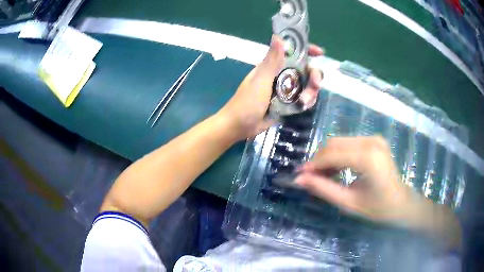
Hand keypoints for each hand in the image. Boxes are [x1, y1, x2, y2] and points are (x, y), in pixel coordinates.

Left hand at [218, 35, 323, 140]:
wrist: (240, 126)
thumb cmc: (247, 102)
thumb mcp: (260, 80)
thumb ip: (272, 60)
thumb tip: (278, 36)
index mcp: (273, 65)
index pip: (293, 52)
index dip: (307, 50)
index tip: (320, 53)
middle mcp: (282, 74)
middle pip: (306, 69)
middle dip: (314, 76)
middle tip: (315, 85)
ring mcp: (286, 89)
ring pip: (307, 85)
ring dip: (311, 92)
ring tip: (304, 102)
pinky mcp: (288, 103)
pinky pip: (304, 99)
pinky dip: (307, 101)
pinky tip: (303, 106)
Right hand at [296, 136, 461, 250]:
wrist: (402, 203)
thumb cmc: (378, 208)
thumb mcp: (349, 203)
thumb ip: (323, 189)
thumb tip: (299, 179)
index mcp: (368, 158)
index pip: (332, 154)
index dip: (313, 164)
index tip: (299, 175)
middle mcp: (371, 141)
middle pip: (334, 144)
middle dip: (318, 160)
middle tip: (310, 178)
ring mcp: (374, 138)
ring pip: (339, 142)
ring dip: (327, 158)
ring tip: (323, 176)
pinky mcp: (374, 140)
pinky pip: (348, 143)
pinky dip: (338, 155)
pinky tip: (337, 170)